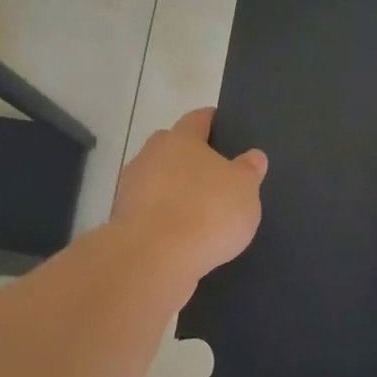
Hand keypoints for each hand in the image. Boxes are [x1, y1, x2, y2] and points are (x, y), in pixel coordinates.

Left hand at [111, 107, 267, 284]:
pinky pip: (150, 210)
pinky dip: (164, 216)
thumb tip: (253, 156)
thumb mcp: (244, 190)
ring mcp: (132, 188)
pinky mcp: (123, 219)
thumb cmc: (207, 212)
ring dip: (174, 189)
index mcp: (181, 139)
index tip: (222, 125)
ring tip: (198, 209)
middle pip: (173, 148)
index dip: (212, 120)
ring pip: (158, 180)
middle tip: (215, 173)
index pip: (198, 118)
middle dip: (191, 157)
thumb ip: (249, 170)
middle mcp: (151, 155)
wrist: (153, 258)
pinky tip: (181, 233)